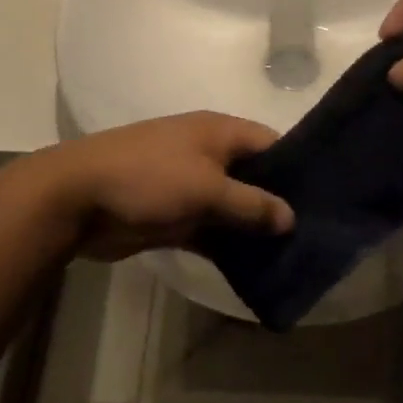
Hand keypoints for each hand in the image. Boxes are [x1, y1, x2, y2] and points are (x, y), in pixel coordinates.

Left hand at [34, 112, 293, 259]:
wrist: (78, 198)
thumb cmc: (149, 178)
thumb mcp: (207, 188)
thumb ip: (252, 204)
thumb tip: (291, 217)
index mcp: (218, 132)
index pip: (270, 143)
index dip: (297, 168)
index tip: (325, 199)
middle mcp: (207, 153)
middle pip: (253, 177)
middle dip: (278, 204)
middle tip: (314, 236)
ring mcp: (188, 185)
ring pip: (232, 206)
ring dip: (253, 229)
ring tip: (291, 258)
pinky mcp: (173, 215)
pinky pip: (210, 229)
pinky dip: (227, 246)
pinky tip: (253, 270)